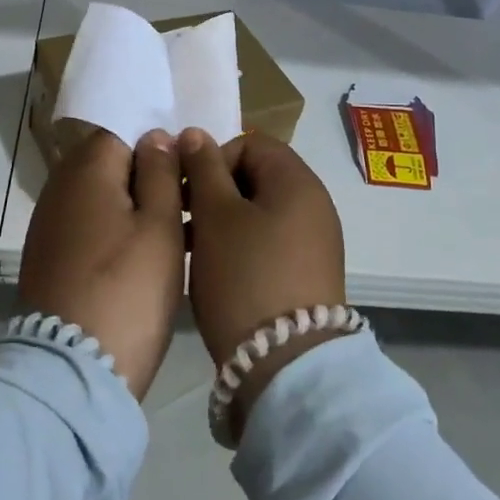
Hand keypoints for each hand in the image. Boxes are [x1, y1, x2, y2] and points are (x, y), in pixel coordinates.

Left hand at [18, 129, 184, 401]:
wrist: (73, 370)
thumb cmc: (128, 287)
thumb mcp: (160, 224)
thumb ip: (160, 171)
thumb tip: (154, 136)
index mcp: (86, 169)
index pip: (122, 131)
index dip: (158, 145)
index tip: (187, 169)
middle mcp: (60, 188)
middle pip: (111, 165)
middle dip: (149, 176)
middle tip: (188, 202)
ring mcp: (50, 226)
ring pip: (102, 198)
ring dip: (136, 207)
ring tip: (178, 232)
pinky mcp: (50, 259)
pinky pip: (90, 227)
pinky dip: (117, 232)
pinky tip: (147, 257)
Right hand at [180, 129, 347, 440]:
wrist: (286, 365)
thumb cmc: (245, 276)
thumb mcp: (215, 216)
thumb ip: (203, 168)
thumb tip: (195, 133)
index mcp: (297, 181)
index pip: (251, 145)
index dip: (213, 159)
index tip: (187, 190)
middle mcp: (314, 204)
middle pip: (256, 177)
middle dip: (215, 191)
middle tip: (183, 218)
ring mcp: (316, 241)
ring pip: (260, 211)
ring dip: (223, 220)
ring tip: (191, 247)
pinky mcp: (309, 274)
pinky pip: (270, 241)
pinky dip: (241, 246)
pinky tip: (217, 271)